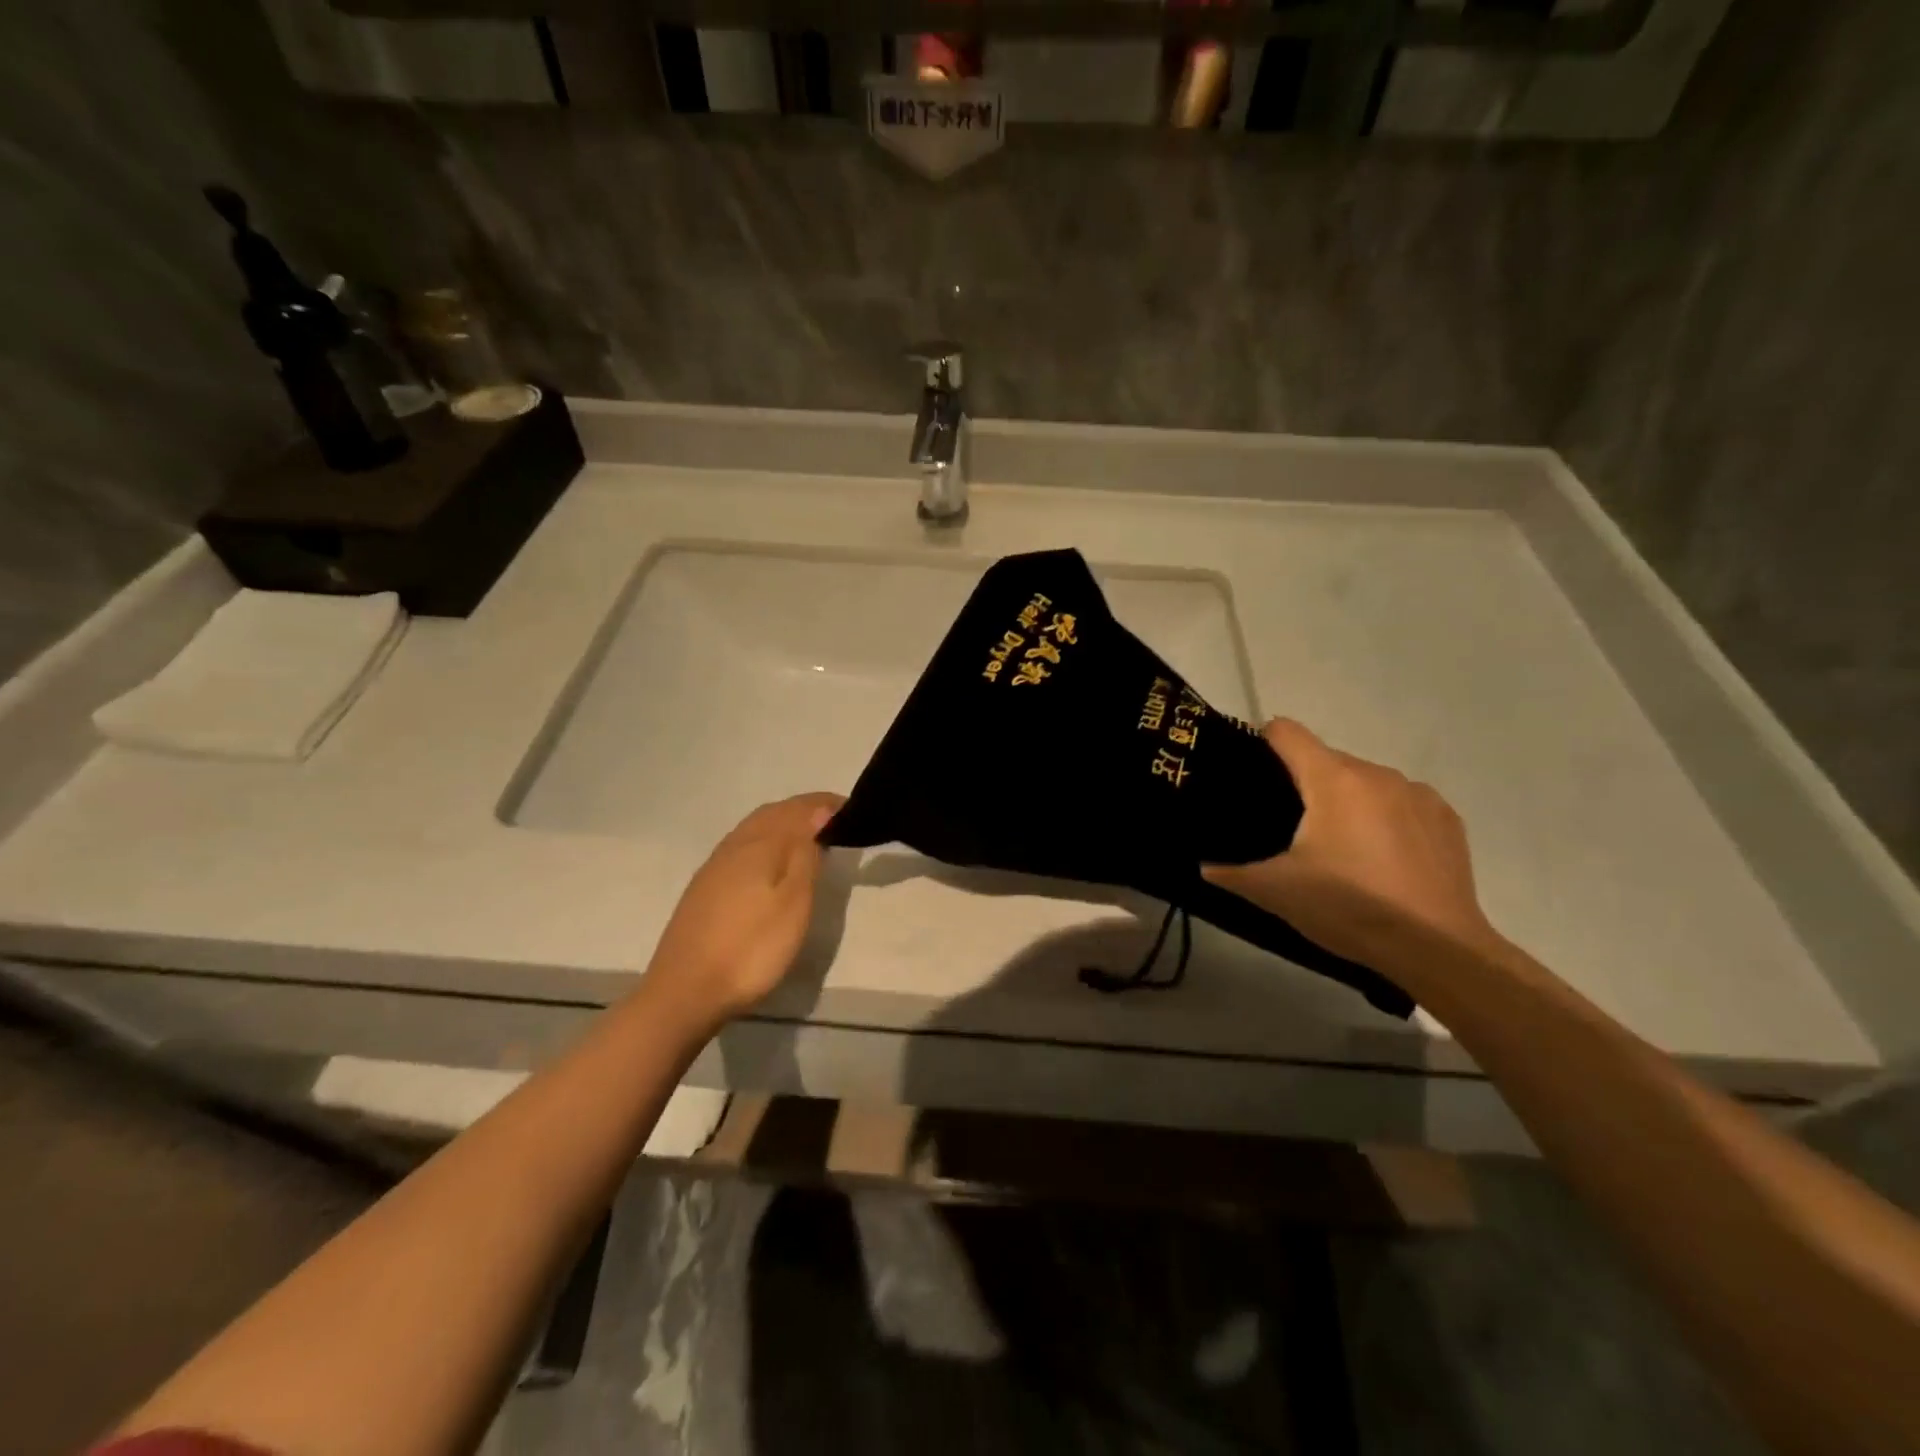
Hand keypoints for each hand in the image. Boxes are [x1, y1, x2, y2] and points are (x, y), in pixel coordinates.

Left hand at [645, 792, 843, 1025]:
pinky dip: (766, 840)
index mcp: (759, 844)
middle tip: (834, 819)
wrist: (684, 992)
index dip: (825, 804)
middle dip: (804, 809)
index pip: (798, 809)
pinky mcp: (704, 887)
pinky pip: (742, 845)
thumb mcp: (793, 904)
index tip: (852, 808)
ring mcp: (715, 866)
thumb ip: (806, 855)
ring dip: (783, 822)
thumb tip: (819, 813)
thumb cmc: (751, 949)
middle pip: (773, 812)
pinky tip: (771, 861)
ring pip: (754, 827)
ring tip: (809, 836)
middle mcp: (735, 845)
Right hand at [1203, 720, 1500, 977]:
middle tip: (1290, 830)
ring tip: (1340, 850)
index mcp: (1333, 779)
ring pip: (1365, 782)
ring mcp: (1418, 794)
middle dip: (1304, 785)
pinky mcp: (1447, 819)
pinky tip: (1383, 861)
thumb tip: (1203, 865)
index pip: (1286, 732)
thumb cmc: (1349, 908)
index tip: (1251, 774)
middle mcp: (1377, 773)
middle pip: (1326, 760)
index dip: (1261, 744)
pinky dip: (1385, 819)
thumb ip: (1231, 872)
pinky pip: (1401, 803)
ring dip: (1346, 803)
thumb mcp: (1275, 892)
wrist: (1438, 950)